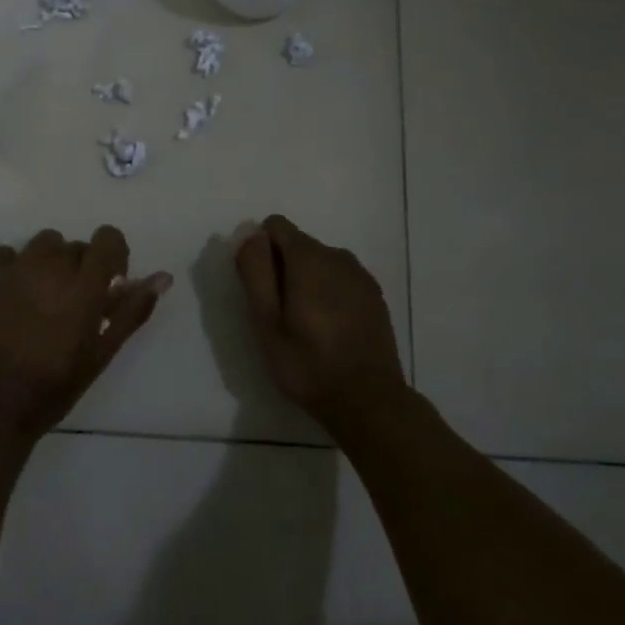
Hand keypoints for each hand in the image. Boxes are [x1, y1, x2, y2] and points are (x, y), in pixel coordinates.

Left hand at [0, 226, 171, 444]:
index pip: (107, 238)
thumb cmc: (52, 388)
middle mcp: (48, 267)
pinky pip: (3, 254)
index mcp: (82, 287)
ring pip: (40, 245)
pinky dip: (12, 268)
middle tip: (71, 305)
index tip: (109, 282)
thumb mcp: (100, 354)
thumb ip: (132, 311)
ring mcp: (10, 269)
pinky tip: (9, 297)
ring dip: (47, 264)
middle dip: (79, 268)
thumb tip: (163, 277)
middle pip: (74, 246)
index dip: (113, 255)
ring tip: (39, 299)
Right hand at [235, 215, 408, 427]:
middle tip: (278, 315)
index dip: (260, 250)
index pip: (275, 226)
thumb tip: (250, 235)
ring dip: (307, 281)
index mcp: (309, 258)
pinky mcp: (374, 295)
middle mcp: (338, 255)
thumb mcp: (266, 322)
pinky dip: (329, 293)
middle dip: (282, 268)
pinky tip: (330, 329)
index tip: (260, 288)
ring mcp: (361, 275)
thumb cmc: (307, 363)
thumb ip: (255, 272)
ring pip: (321, 263)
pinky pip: (340, 280)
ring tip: (304, 325)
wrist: (368, 399)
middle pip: (298, 244)